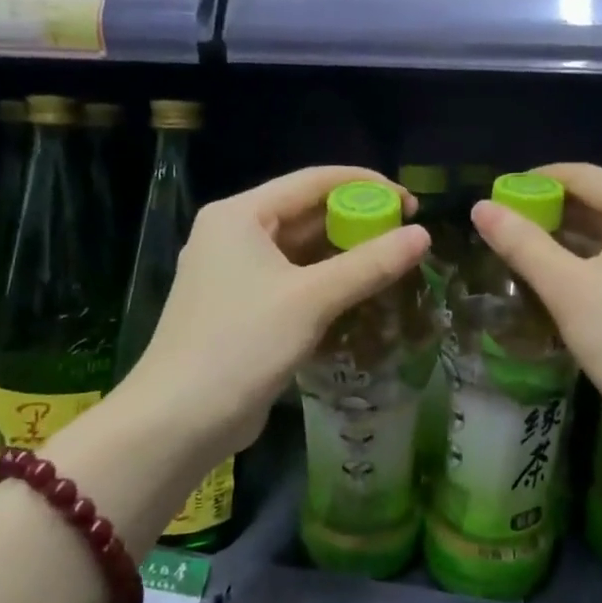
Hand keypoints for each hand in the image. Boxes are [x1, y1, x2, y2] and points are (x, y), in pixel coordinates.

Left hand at [122, 166, 429, 460]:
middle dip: (357, 222)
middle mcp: (235, 235)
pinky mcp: (242, 309)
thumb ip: (369, 265)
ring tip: (392, 265)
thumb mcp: (311, 300)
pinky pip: (293, 282)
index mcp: (240, 215)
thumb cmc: (241, 345)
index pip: (313, 181)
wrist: (178, 421)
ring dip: (344, 256)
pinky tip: (360, 295)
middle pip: (307, 214)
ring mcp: (236, 274)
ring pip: (301, 251)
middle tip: (406, 238)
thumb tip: (423, 236)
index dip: (366, 186)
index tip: (411, 204)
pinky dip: (326, 284)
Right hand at [471, 163, 601, 443]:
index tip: (495, 200)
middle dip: (551, 211)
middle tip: (504, 230)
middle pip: (600, 199)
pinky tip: (566, 275)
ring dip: (571, 236)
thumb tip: (480, 208)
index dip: (533, 182)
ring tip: (525, 251)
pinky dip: (596, 257)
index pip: (581, 175)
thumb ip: (522, 244)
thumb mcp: (567, 289)